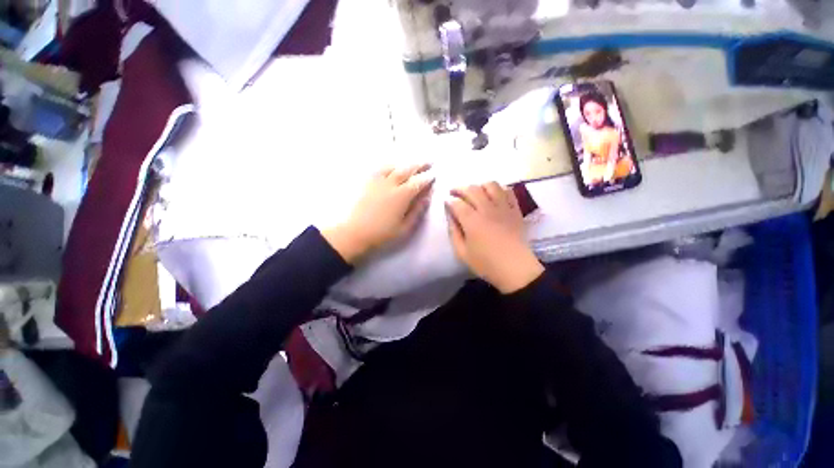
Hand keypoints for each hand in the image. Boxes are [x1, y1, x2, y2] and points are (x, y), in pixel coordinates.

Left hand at [322, 164, 433, 263]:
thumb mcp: (404, 228)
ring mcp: (377, 182)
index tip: (434, 175)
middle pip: (407, 169)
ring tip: (413, 164)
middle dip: (420, 165)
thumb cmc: (381, 234)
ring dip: (405, 163)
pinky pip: (380, 169)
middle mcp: (390, 184)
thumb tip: (427, 197)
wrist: (354, 233)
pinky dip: (390, 165)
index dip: (427, 178)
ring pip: (394, 166)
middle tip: (430, 162)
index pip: (418, 183)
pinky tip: (392, 167)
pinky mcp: (367, 183)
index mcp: (401, 196)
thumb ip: (417, 211)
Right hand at [446, 183, 543, 293]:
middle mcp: (487, 209)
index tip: (446, 202)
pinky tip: (493, 195)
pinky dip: (499, 189)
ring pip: (491, 185)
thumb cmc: (486, 264)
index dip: (449, 201)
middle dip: (460, 189)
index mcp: (472, 221)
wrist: (515, 269)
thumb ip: (453, 232)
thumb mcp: (462, 252)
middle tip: (454, 193)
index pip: (457, 203)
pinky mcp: (515, 210)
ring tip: (474, 192)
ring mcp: (503, 208)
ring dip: (479, 186)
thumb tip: (450, 216)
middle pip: (472, 190)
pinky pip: (508, 191)